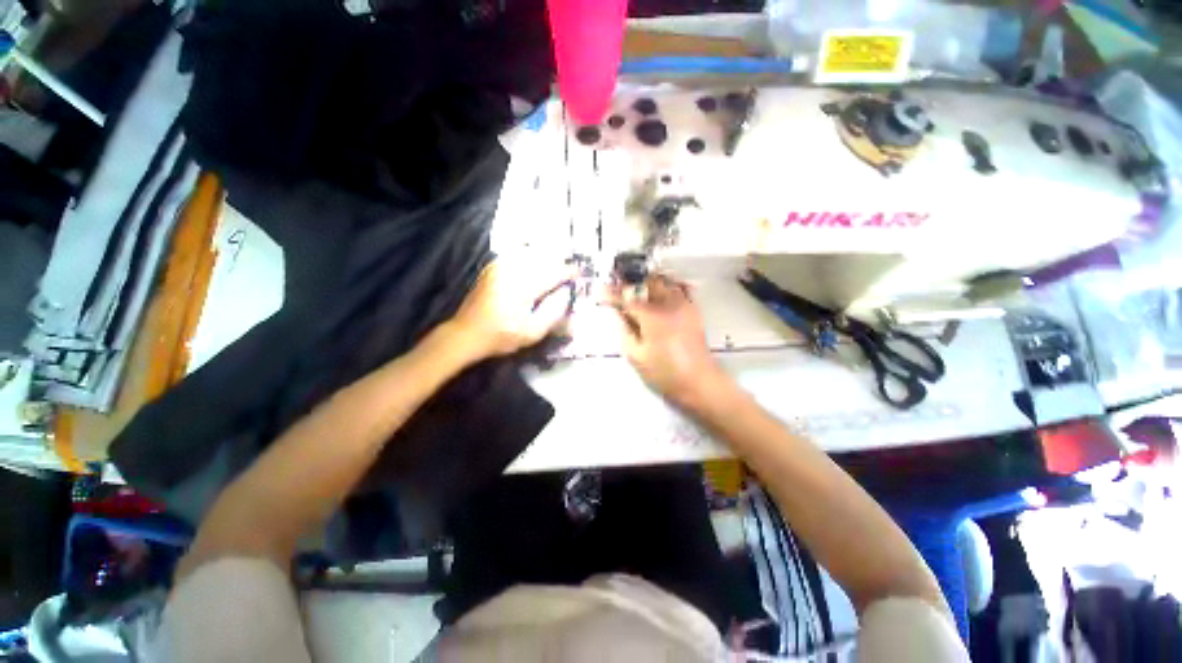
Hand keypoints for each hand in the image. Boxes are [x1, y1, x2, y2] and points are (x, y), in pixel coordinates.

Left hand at [450, 258, 572, 360]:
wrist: (466, 333)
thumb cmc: (501, 336)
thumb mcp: (532, 333)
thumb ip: (553, 313)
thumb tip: (565, 294)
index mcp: (523, 288)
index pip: (553, 273)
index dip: (569, 272)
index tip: (579, 273)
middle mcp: (512, 271)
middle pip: (543, 259)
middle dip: (559, 262)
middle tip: (569, 270)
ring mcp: (500, 267)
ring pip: (530, 254)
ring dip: (545, 258)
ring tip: (556, 265)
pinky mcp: (493, 267)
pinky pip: (516, 255)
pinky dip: (530, 256)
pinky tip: (535, 263)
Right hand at [614, 274, 727, 406]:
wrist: (699, 381)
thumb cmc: (665, 373)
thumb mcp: (637, 356)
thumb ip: (625, 332)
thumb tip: (618, 315)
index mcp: (652, 317)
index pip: (628, 299)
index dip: (614, 294)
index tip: (601, 290)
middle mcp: (668, 305)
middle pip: (647, 284)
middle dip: (632, 283)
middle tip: (619, 286)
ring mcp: (684, 305)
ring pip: (664, 283)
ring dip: (648, 283)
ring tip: (637, 287)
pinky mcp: (693, 310)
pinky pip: (679, 290)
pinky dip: (666, 287)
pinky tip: (659, 292)